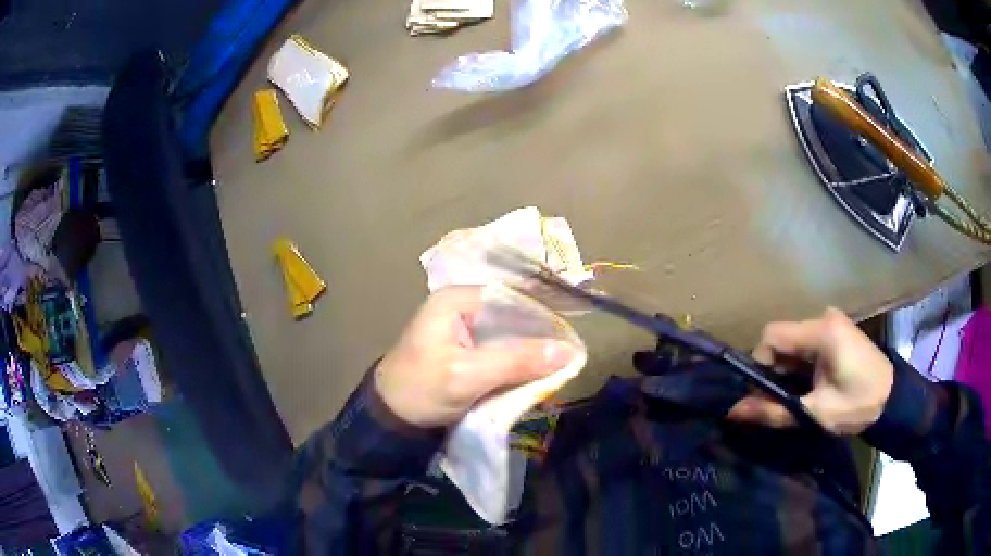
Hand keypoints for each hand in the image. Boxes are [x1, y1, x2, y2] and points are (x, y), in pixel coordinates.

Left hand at [375, 286, 576, 427]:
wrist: (391, 419)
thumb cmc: (422, 390)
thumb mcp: (468, 375)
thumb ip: (516, 361)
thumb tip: (570, 351)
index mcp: (457, 299)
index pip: (512, 297)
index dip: (544, 316)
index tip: (572, 338)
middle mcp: (463, 306)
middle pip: (514, 316)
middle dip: (540, 337)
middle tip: (570, 357)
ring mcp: (465, 328)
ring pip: (510, 335)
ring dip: (531, 353)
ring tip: (559, 367)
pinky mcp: (468, 350)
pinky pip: (502, 351)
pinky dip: (519, 363)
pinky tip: (537, 375)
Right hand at [727, 308, 893, 434]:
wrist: (893, 400)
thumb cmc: (857, 405)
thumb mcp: (815, 413)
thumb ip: (774, 411)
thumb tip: (733, 412)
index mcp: (821, 332)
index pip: (771, 335)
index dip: (760, 364)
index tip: (765, 394)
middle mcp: (824, 318)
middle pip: (782, 338)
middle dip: (774, 371)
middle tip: (781, 401)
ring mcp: (832, 322)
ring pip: (793, 342)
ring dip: (788, 369)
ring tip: (798, 395)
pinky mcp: (837, 331)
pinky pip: (806, 343)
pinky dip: (801, 365)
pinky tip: (810, 384)